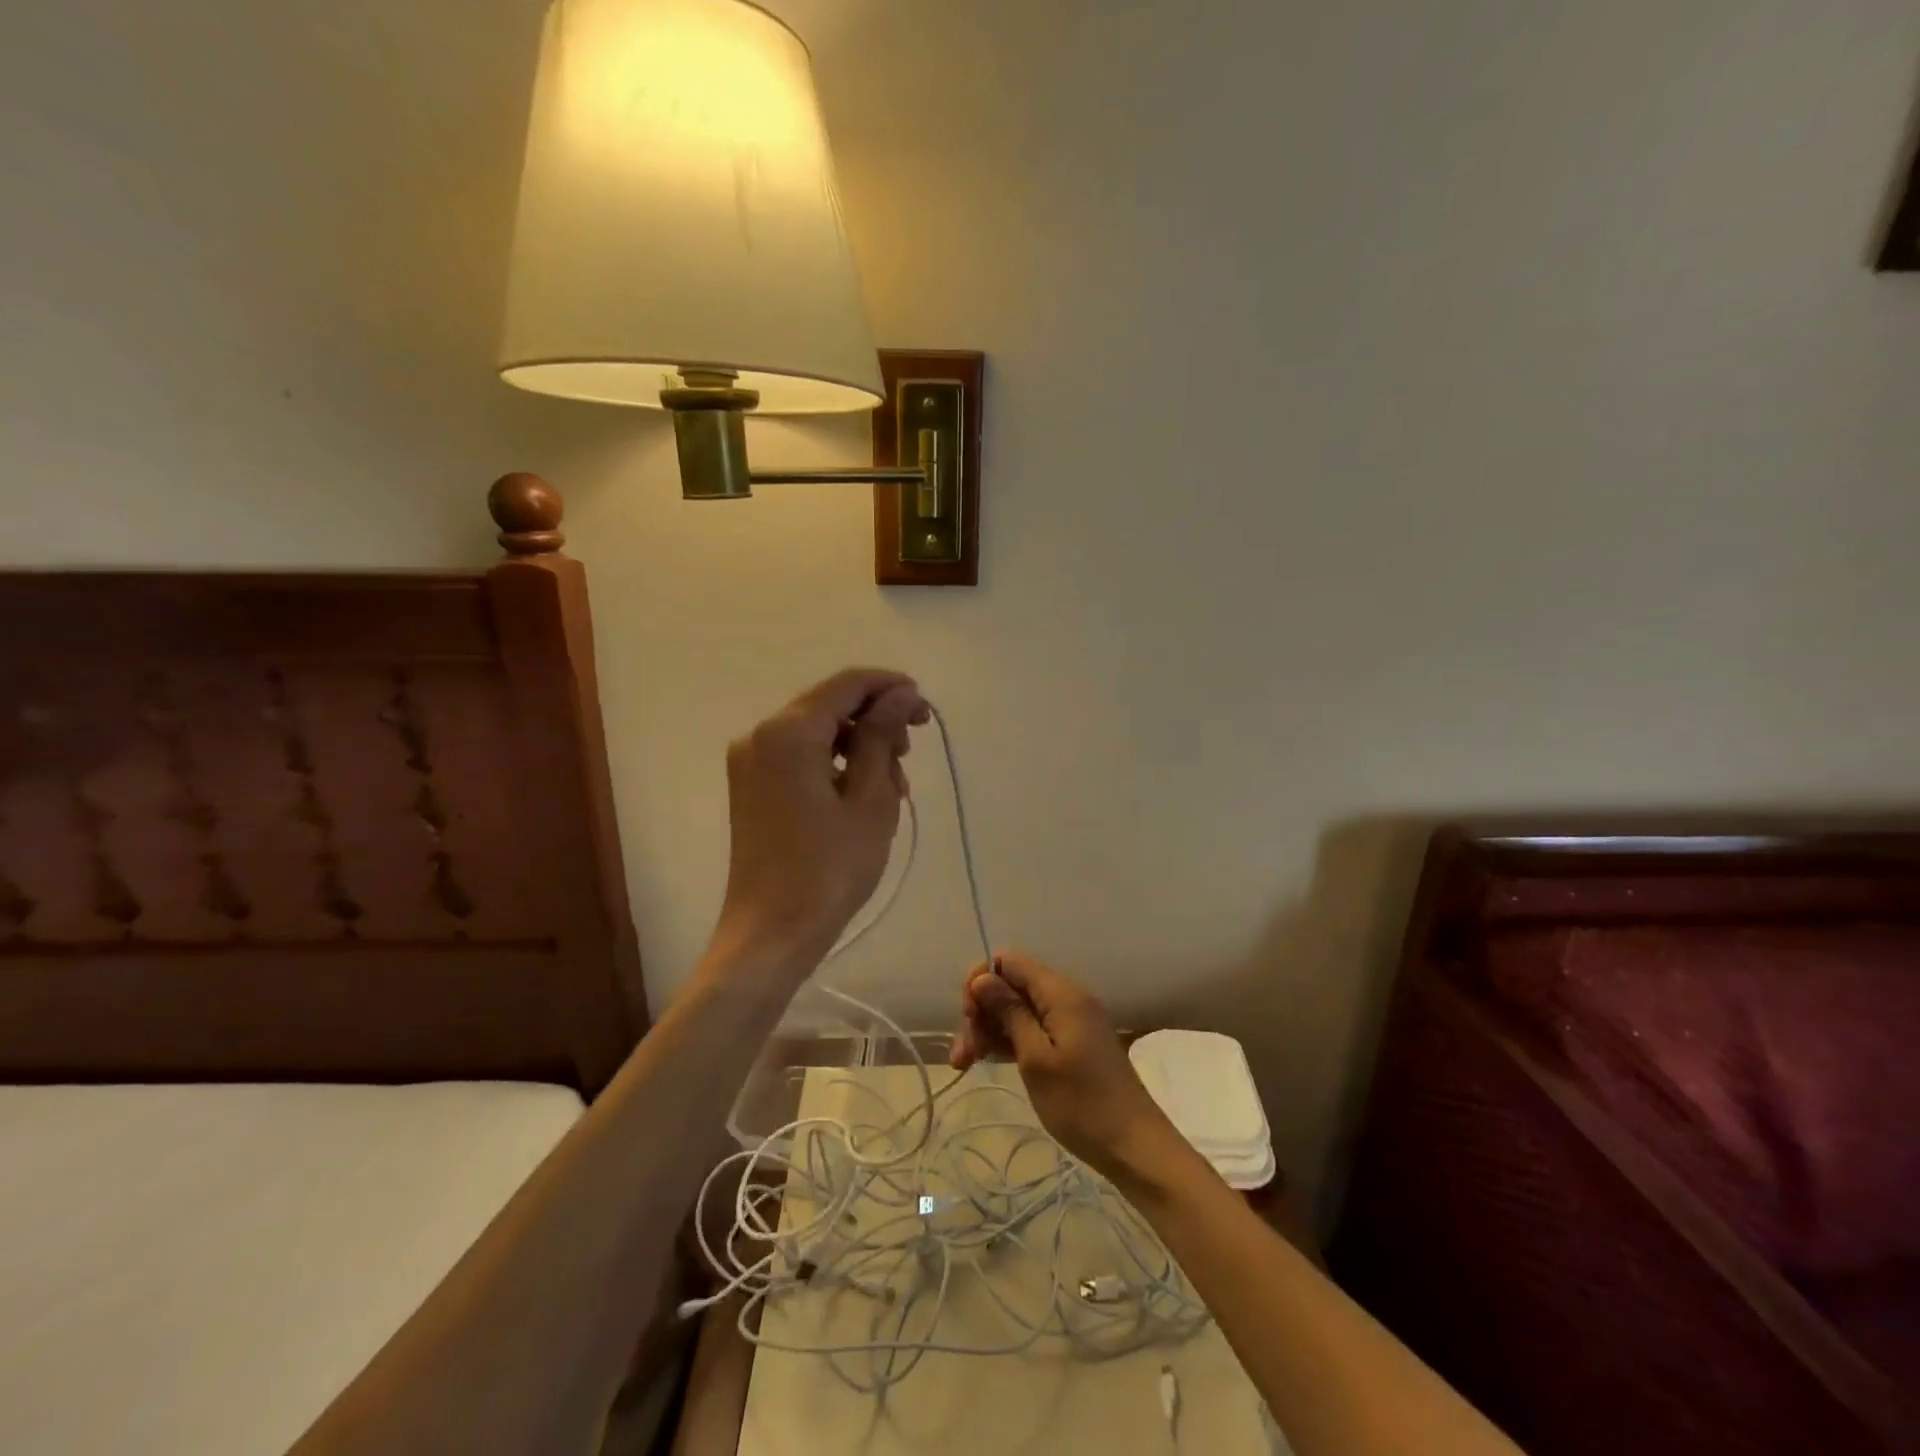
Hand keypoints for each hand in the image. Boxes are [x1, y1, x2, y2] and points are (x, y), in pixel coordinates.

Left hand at [711, 668, 928, 976]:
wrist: (772, 932)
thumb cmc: (829, 868)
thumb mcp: (870, 799)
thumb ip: (883, 736)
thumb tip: (900, 693)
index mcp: (788, 732)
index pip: (847, 685)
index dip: (890, 688)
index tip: (924, 709)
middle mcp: (761, 735)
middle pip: (829, 706)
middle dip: (875, 721)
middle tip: (911, 753)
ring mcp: (751, 761)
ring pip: (817, 732)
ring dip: (859, 746)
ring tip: (893, 787)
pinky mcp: (751, 786)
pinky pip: (800, 756)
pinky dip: (834, 764)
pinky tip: (862, 795)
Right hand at [950, 952, 1182, 1182]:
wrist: (1134, 1147)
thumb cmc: (1081, 1104)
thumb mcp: (1036, 1059)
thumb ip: (1009, 1013)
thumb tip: (982, 978)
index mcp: (1061, 993)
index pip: (1009, 962)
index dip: (982, 982)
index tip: (968, 1018)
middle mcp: (1067, 997)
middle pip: (1012, 986)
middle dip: (983, 1012)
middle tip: (964, 1055)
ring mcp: (1072, 1020)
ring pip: (1020, 1009)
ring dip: (991, 1030)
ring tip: (967, 1064)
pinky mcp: (1073, 1042)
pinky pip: (1034, 1027)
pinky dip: (1011, 1040)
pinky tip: (990, 1061)